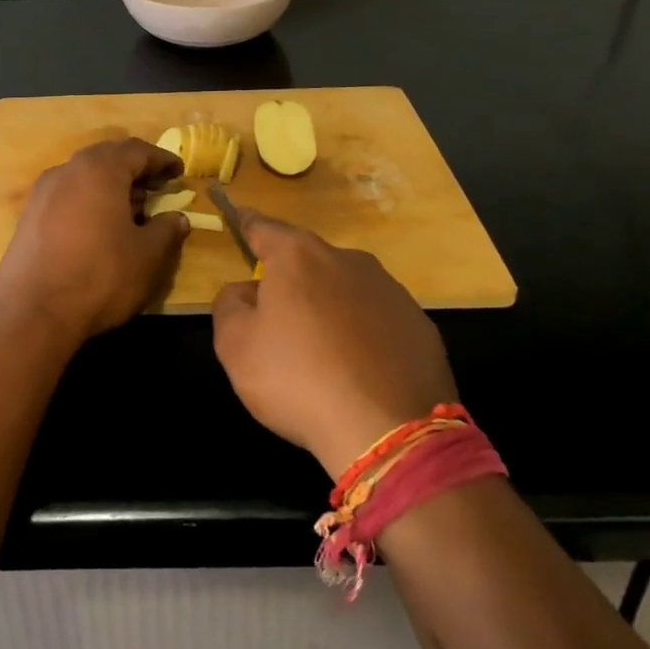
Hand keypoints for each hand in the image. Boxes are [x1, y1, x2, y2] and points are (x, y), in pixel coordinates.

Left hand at [0, 138, 189, 348]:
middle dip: (135, 170)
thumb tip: (177, 218)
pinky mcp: (29, 217)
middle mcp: (68, 170)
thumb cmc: (99, 276)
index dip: (162, 160)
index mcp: (100, 169)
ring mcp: (43, 193)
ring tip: (131, 212)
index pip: (137, 151)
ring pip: (85, 177)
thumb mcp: (147, 256)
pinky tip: (100, 229)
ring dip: (111, 187)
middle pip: (107, 158)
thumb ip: (167, 231)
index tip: (178, 171)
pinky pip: (67, 196)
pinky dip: (89, 202)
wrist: (30, 314)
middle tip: (156, 188)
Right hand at [211, 212, 457, 478]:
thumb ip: (230, 305)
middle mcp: (347, 259)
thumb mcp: (236, 346)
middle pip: (308, 261)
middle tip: (278, 321)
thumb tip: (247, 291)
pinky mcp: (419, 324)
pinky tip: (359, 372)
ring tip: (322, 355)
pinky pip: (378, 321)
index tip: (239, 216)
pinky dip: (363, 335)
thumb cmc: (299, 379)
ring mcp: (389, 289)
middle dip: (291, 281)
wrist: (390, 432)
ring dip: (329, 309)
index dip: (247, 223)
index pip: (264, 228)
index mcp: (298, 256)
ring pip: (345, 289)